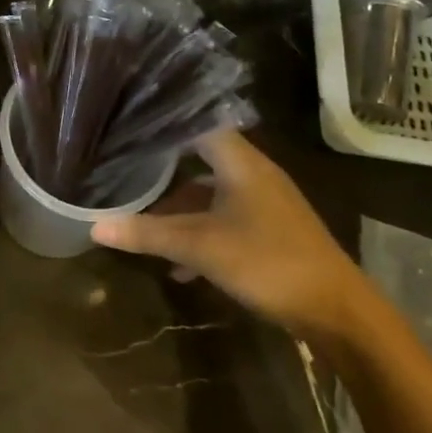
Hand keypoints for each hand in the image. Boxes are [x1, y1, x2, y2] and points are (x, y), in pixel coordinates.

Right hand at [90, 130, 361, 338]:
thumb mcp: (201, 247)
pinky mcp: (270, 231)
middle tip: (124, 171)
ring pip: (211, 194)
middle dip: (163, 169)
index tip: (128, 124)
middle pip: (200, 159)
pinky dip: (200, 233)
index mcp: (241, 162)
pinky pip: (224, 219)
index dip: (164, 122)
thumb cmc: (268, 262)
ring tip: (143, 224)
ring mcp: (264, 203)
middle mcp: (253, 173)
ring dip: (180, 209)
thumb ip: (148, 234)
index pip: (197, 123)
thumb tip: (94, 226)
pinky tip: (179, 266)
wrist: (337, 310)